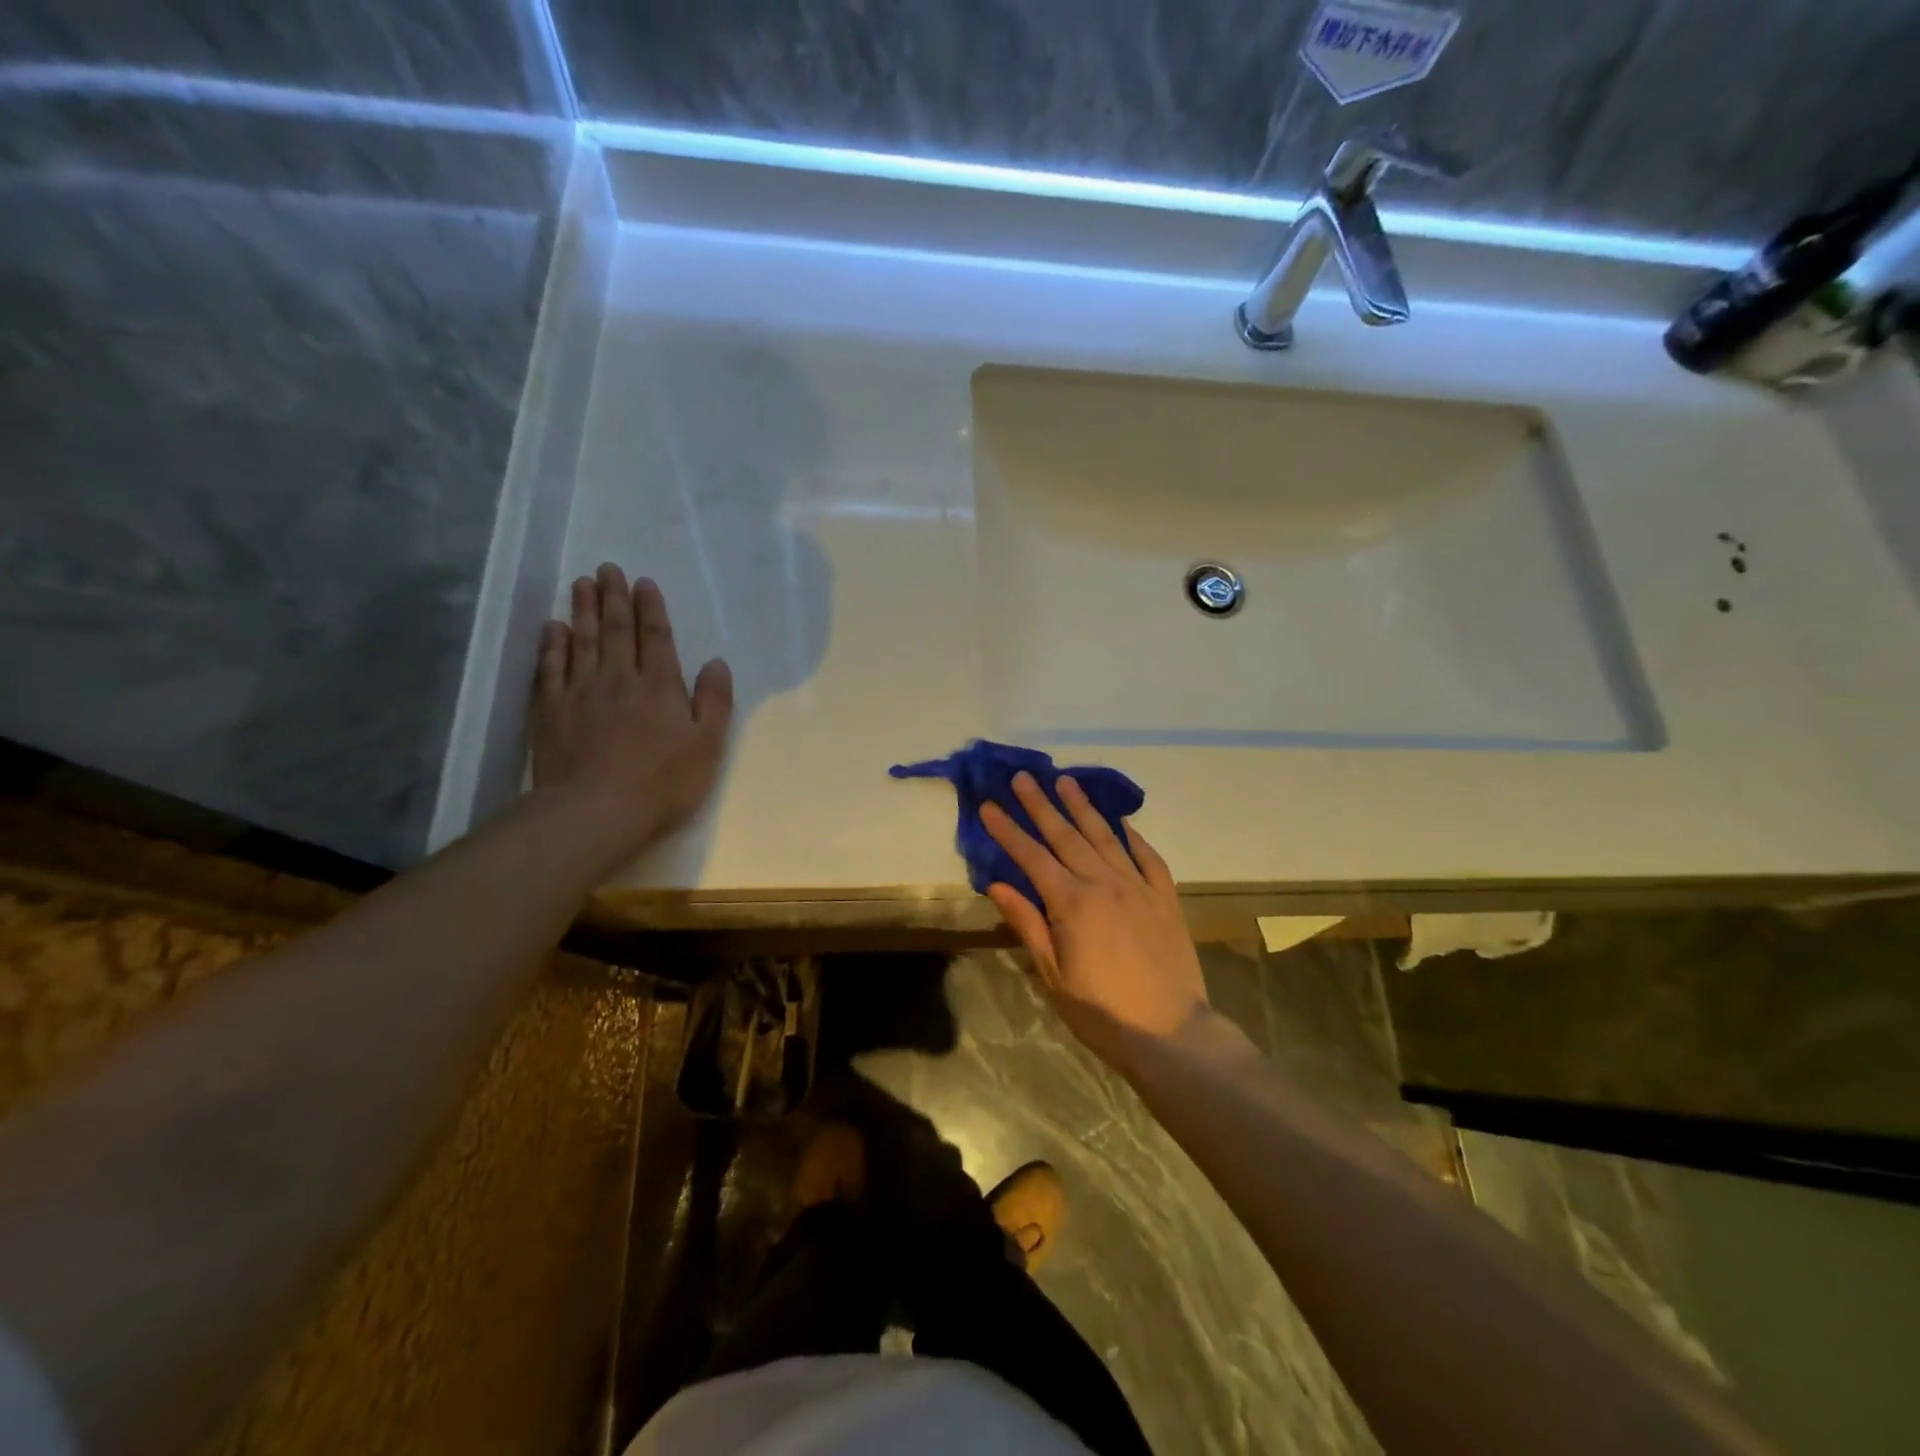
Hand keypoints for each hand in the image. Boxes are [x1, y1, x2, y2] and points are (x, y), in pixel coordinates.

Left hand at [530, 564, 732, 864]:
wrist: (595, 810)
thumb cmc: (662, 782)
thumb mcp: (708, 746)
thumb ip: (714, 702)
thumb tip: (717, 663)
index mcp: (660, 686)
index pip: (656, 637)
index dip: (651, 608)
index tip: (643, 582)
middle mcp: (620, 678)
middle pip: (616, 630)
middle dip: (613, 597)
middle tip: (607, 569)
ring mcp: (581, 691)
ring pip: (582, 640)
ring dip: (583, 610)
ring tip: (581, 584)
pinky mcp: (551, 710)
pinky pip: (550, 667)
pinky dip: (553, 644)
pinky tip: (553, 628)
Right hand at [981, 772, 1209, 1060]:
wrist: (1171, 1033)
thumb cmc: (1101, 1012)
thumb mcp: (1053, 975)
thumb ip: (1027, 924)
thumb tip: (997, 884)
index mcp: (1072, 903)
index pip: (1031, 856)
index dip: (1008, 830)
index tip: (989, 805)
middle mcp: (1105, 883)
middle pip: (1066, 835)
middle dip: (1041, 804)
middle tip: (1023, 777)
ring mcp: (1139, 887)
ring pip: (1105, 837)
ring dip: (1083, 807)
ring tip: (1066, 781)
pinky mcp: (1165, 898)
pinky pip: (1148, 857)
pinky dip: (1133, 836)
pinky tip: (1122, 822)